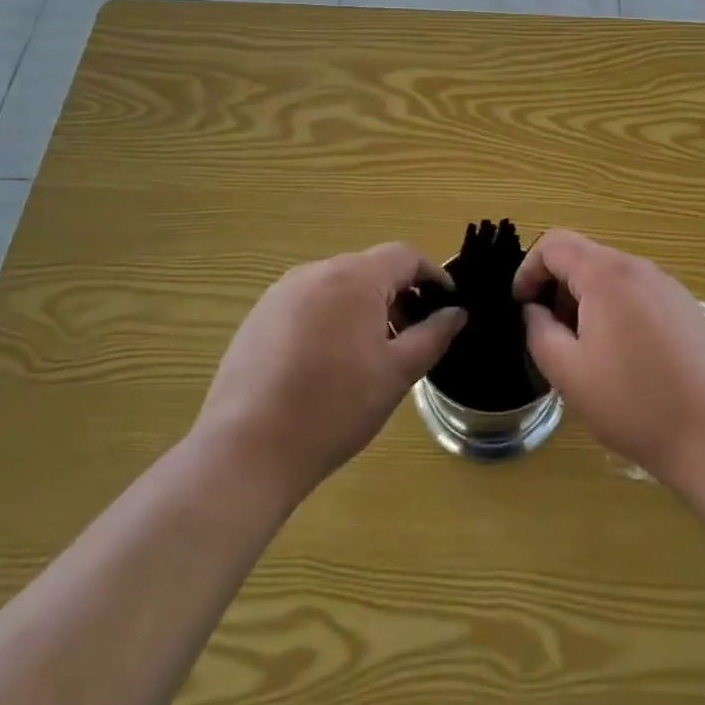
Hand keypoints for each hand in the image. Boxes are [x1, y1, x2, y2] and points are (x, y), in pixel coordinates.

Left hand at [193, 243, 466, 503]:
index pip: (405, 255)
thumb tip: (457, 312)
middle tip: (410, 336)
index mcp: (356, 277)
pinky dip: (329, 319)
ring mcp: (282, 292)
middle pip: (370, 268)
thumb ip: (433, 335)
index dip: (432, 275)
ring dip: (363, 307)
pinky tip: (326, 363)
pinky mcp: (258, 316)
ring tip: (369, 353)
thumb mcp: (397, 373)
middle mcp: (318, 271)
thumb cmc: (335, 407)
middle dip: (397, 294)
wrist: (248, 449)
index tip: (446, 304)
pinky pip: (307, 303)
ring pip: (338, 286)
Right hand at [514, 229, 704, 488]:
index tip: (521, 308)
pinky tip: (624, 359)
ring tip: (585, 352)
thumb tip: (533, 310)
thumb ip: (539, 332)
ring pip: (612, 277)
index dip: (528, 270)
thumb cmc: (635, 403)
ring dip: (587, 302)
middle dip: (558, 288)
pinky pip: (638, 294)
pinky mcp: (687, 308)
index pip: (554, 243)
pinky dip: (617, 311)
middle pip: (584, 257)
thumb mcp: (569, 373)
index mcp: (606, 274)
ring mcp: (668, 286)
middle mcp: (639, 267)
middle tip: (551, 335)